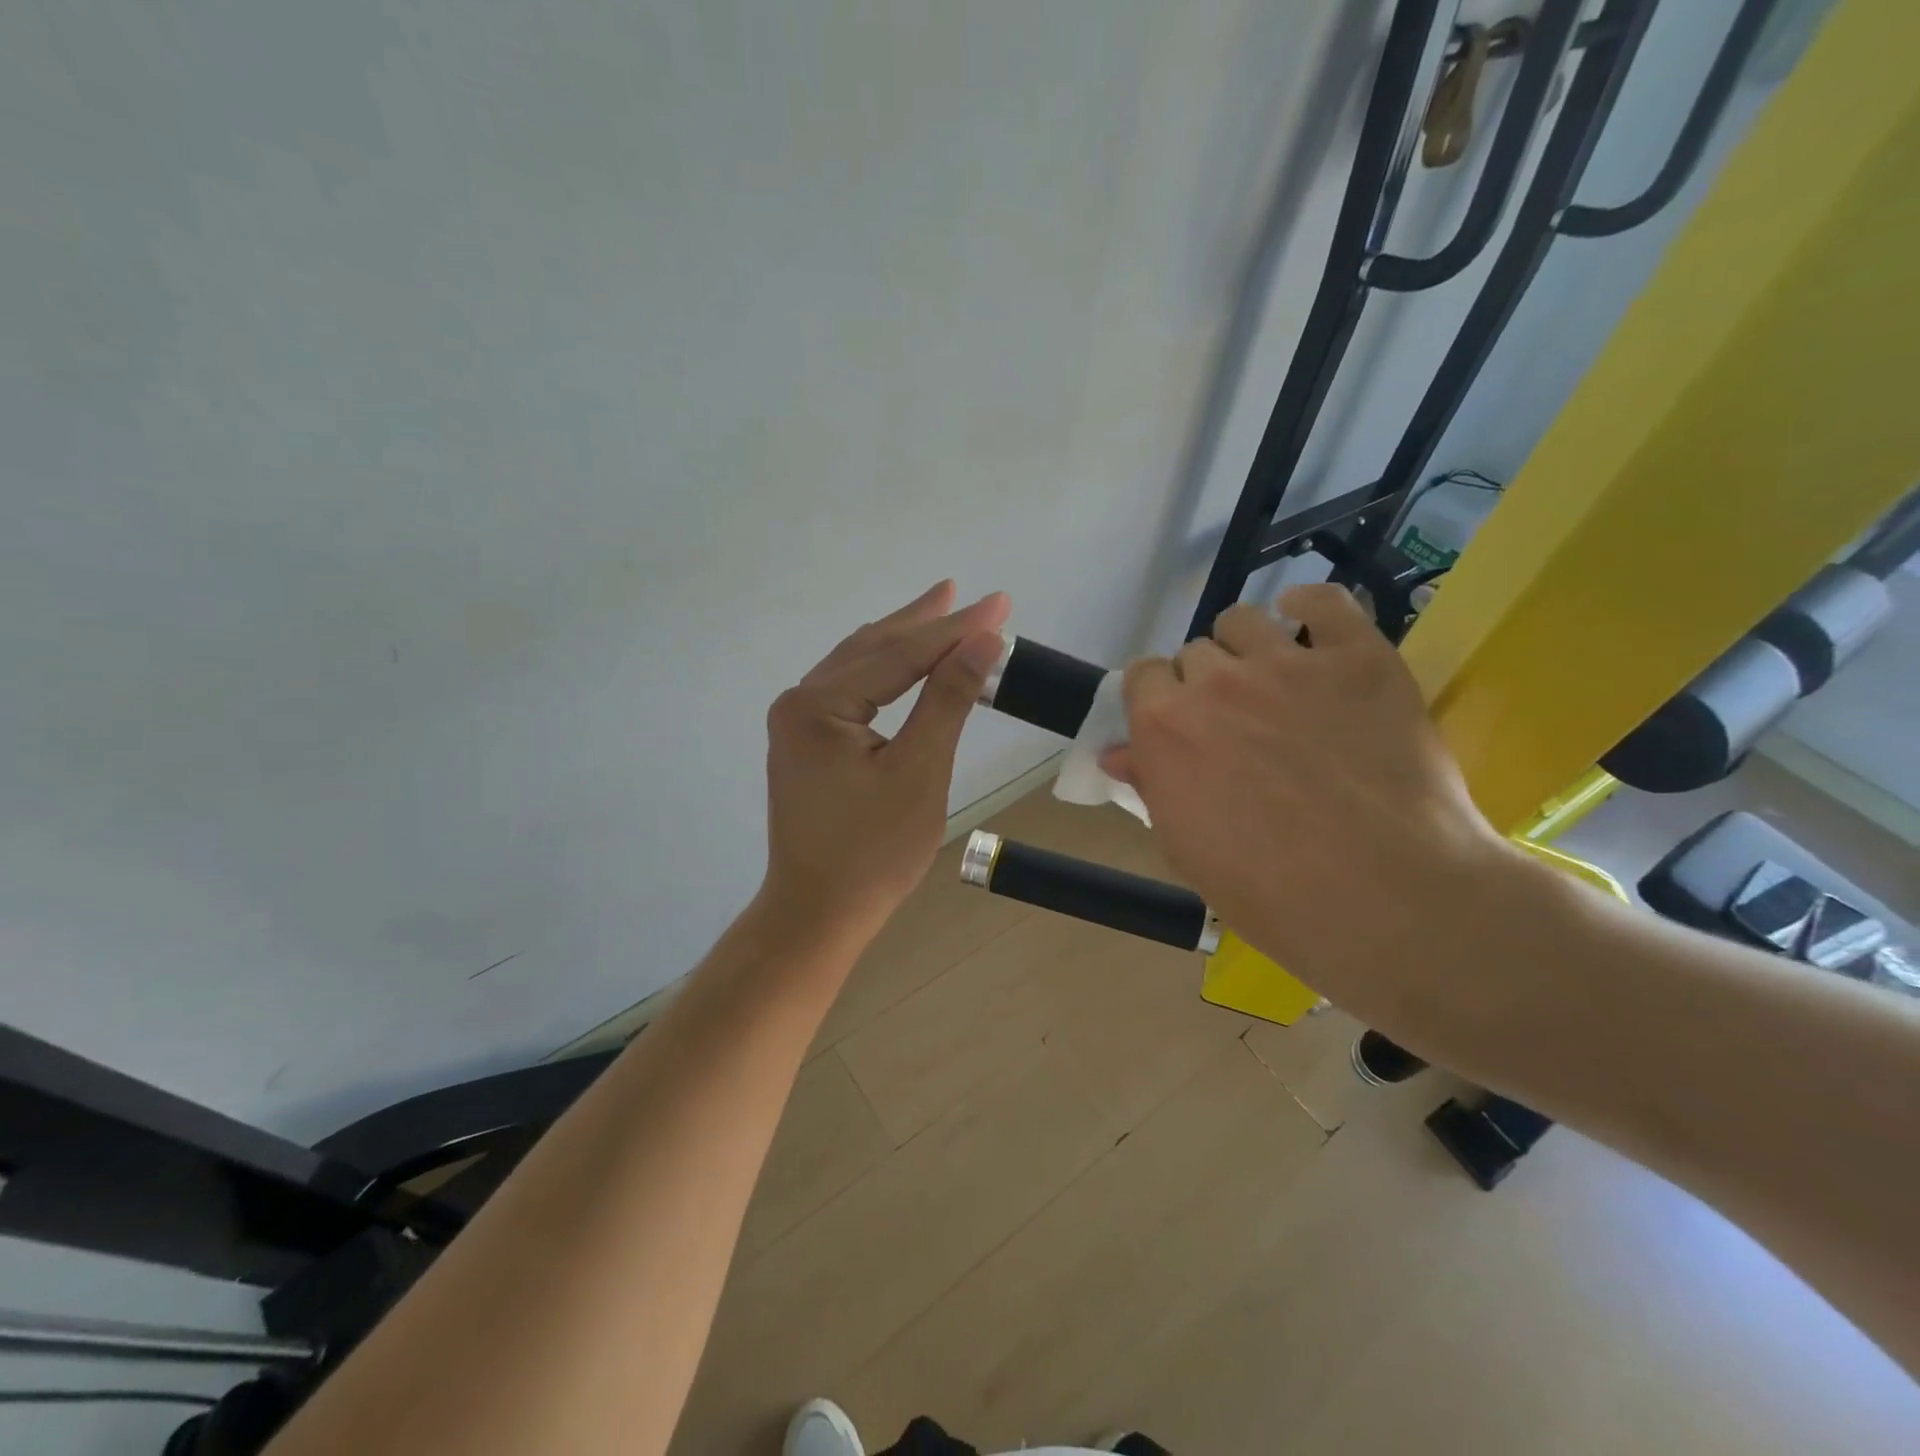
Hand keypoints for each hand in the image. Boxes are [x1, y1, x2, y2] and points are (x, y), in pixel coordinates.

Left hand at [761, 581, 1010, 944]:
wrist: (819, 912)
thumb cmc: (874, 853)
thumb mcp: (919, 772)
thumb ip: (947, 699)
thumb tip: (983, 640)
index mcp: (819, 706)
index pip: (899, 654)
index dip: (954, 628)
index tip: (1000, 603)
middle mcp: (799, 702)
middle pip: (873, 648)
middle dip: (924, 622)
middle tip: (966, 593)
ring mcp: (797, 722)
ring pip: (859, 665)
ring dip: (903, 640)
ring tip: (940, 610)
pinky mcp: (805, 741)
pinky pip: (850, 689)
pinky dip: (885, 671)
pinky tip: (904, 660)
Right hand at [1103, 585, 1512, 996]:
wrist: (1385, 899)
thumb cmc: (1269, 891)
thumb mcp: (1187, 847)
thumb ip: (1151, 784)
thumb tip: (1117, 753)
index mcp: (1164, 725)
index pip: (1142, 677)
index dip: (1159, 699)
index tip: (1181, 726)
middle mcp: (1214, 681)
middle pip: (1194, 653)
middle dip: (1207, 683)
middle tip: (1238, 723)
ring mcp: (1287, 663)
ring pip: (1244, 620)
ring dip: (1247, 647)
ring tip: (1275, 681)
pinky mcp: (1358, 657)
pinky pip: (1324, 600)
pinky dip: (1309, 607)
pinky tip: (1308, 626)